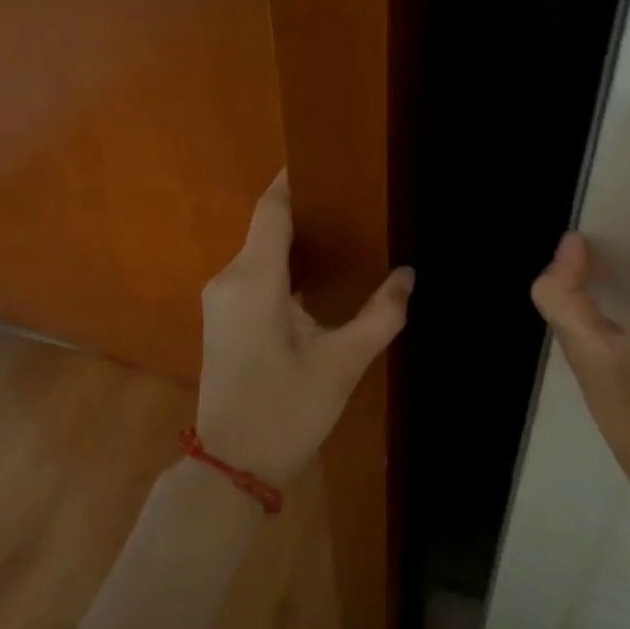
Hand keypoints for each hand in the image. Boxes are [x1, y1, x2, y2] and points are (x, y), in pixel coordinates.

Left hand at [195, 171, 413, 483]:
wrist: (231, 467)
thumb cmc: (286, 411)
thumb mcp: (343, 363)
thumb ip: (380, 314)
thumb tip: (407, 275)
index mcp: (254, 280)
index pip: (272, 209)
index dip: (297, 180)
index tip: (332, 162)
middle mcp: (230, 279)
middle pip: (267, 226)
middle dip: (309, 211)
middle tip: (359, 204)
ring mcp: (222, 299)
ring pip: (262, 251)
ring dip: (299, 241)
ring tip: (349, 234)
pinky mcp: (224, 317)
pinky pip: (256, 273)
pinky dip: (287, 265)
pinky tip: (321, 275)